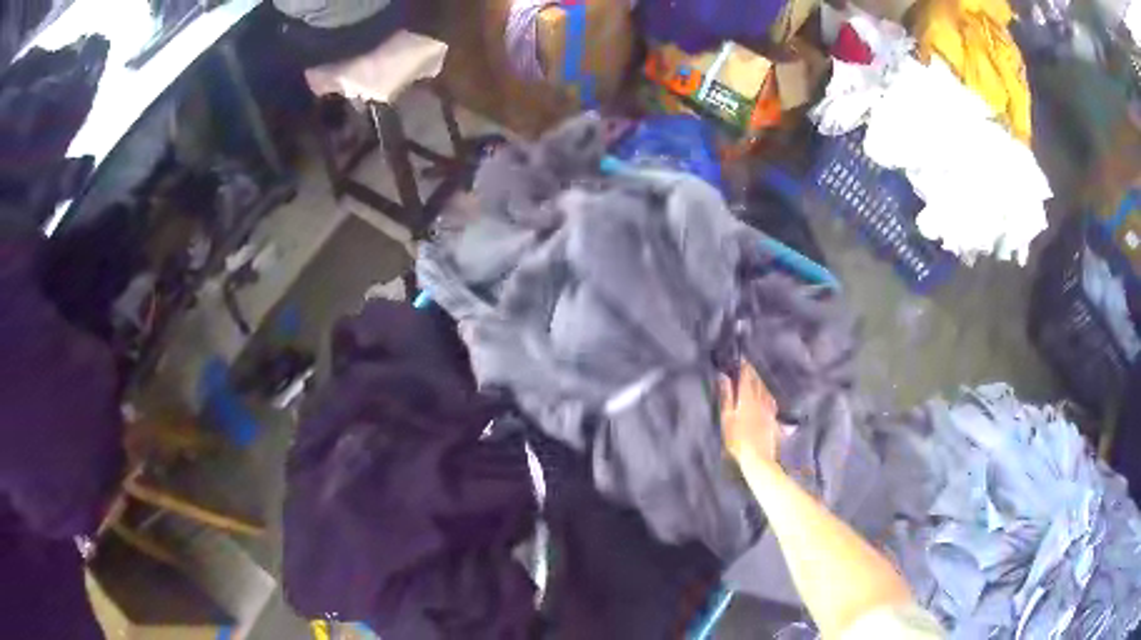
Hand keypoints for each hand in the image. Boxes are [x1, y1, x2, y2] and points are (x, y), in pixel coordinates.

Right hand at [719, 360, 779, 462]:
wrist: (758, 457)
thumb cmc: (737, 439)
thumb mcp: (727, 418)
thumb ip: (726, 397)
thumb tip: (724, 377)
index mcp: (747, 399)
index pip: (747, 378)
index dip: (745, 367)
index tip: (742, 358)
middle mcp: (760, 401)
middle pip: (758, 382)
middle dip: (753, 373)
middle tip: (749, 365)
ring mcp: (769, 410)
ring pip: (766, 391)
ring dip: (761, 382)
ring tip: (758, 377)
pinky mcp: (773, 420)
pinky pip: (771, 402)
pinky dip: (768, 395)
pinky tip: (768, 397)